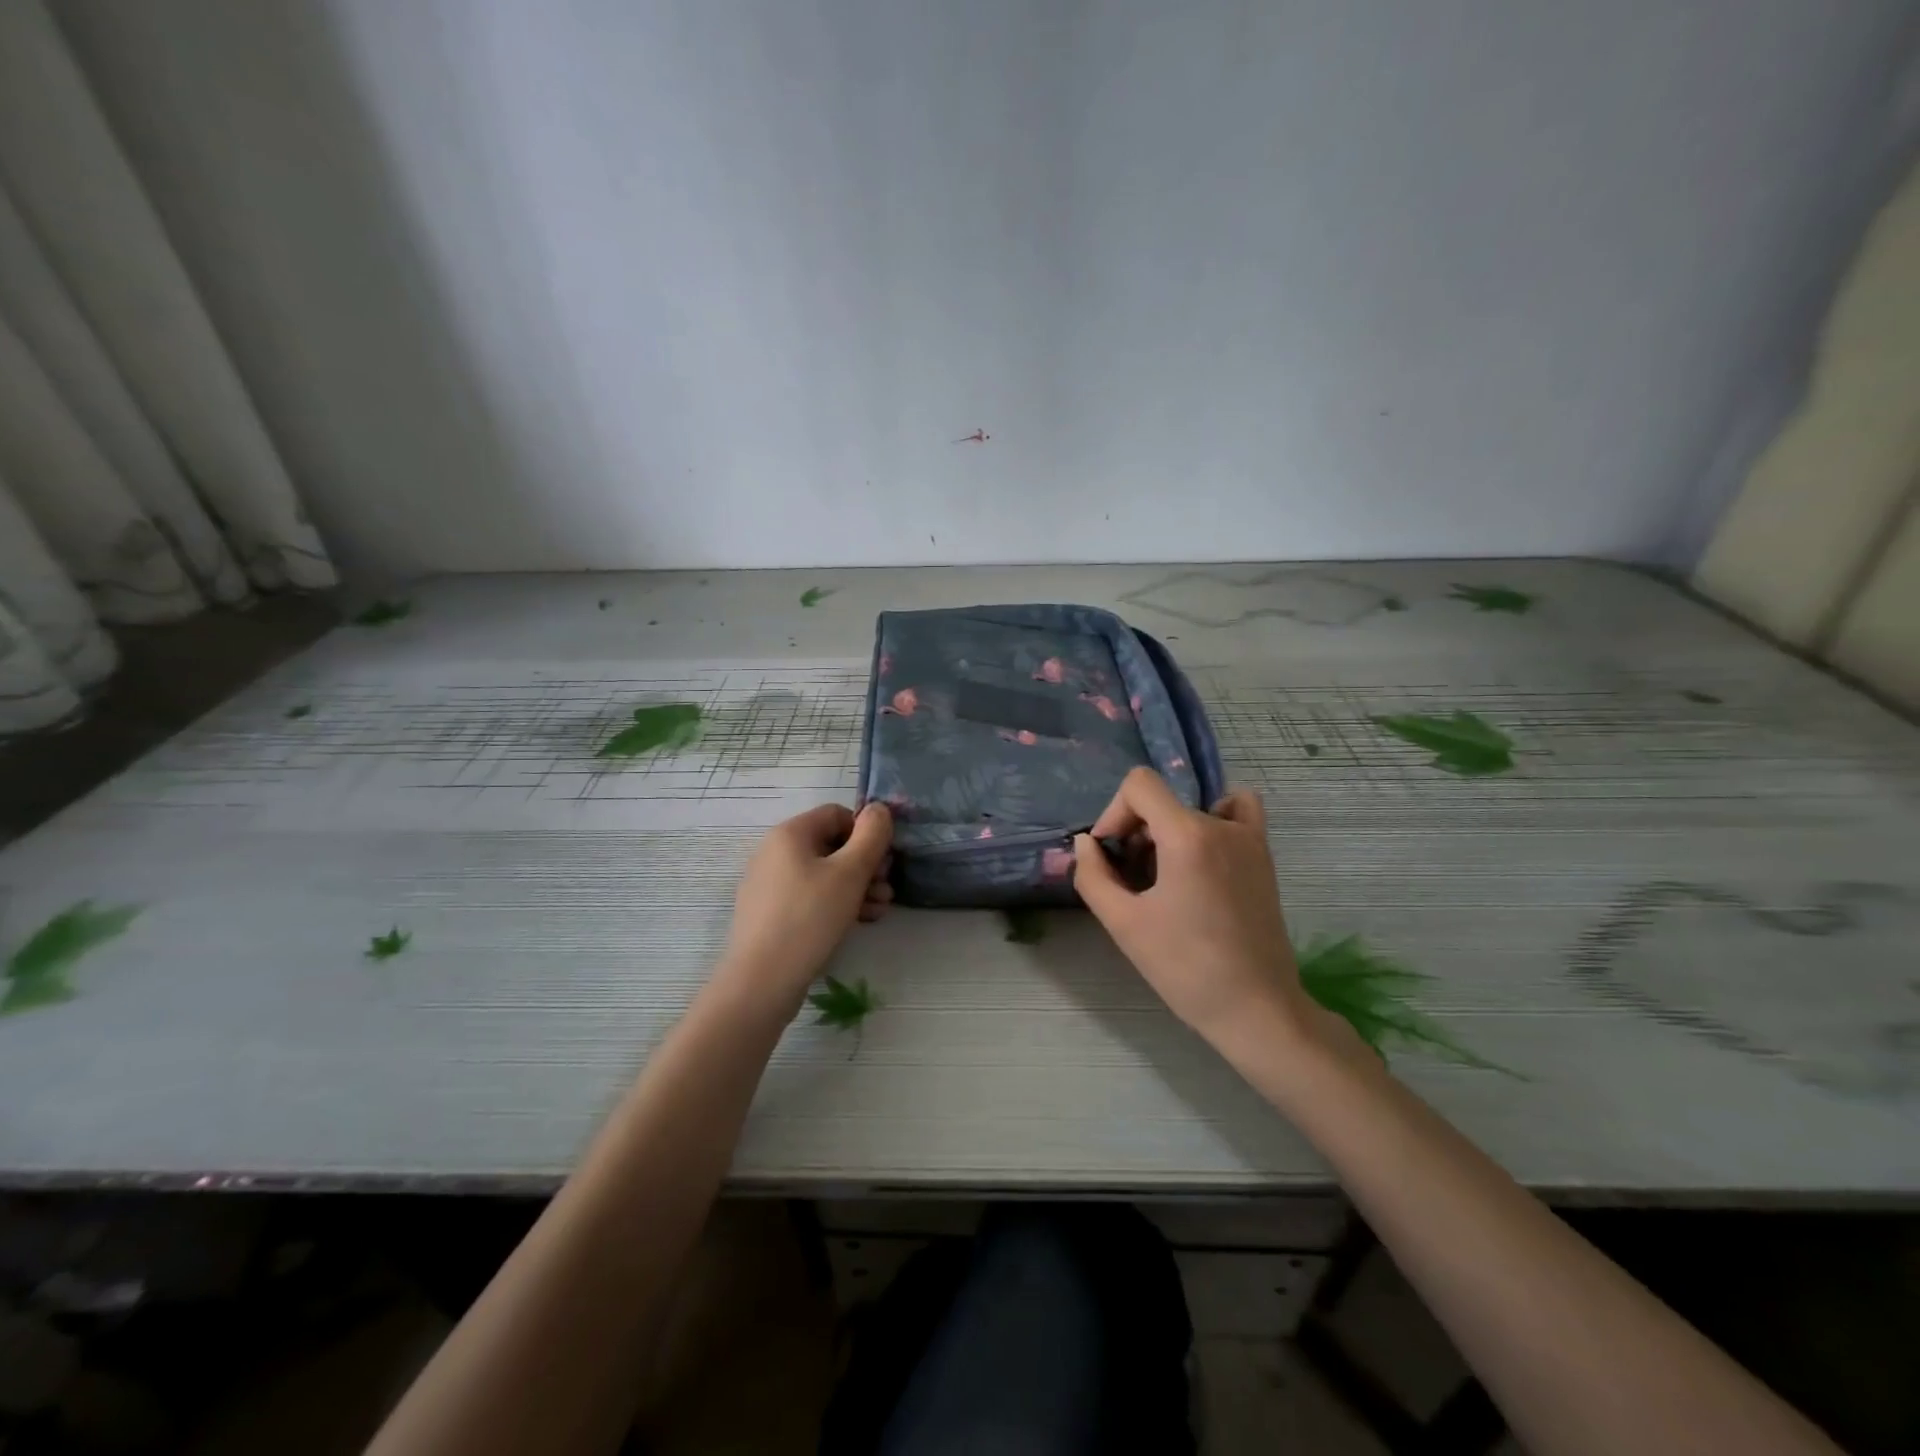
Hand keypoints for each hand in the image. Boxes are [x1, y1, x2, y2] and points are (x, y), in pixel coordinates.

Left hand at [718, 802, 892, 1011]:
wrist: (762, 981)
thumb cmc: (810, 917)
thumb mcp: (850, 873)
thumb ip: (872, 836)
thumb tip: (879, 809)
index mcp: (790, 834)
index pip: (837, 814)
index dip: (866, 832)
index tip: (884, 859)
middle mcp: (775, 852)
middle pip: (832, 846)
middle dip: (866, 865)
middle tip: (887, 888)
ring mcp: (770, 884)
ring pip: (824, 875)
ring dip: (857, 887)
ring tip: (879, 910)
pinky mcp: (771, 914)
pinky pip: (810, 897)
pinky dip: (836, 903)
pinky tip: (859, 922)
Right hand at [1073, 769, 1321, 1052]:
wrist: (1254, 1008)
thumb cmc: (1184, 968)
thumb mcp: (1123, 923)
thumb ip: (1093, 875)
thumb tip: (1086, 843)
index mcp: (1188, 836)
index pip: (1139, 785)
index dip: (1114, 814)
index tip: (1111, 857)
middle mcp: (1221, 825)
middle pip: (1162, 802)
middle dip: (1136, 833)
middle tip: (1132, 882)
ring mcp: (1249, 838)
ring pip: (1191, 810)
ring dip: (1167, 832)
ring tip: (1164, 876)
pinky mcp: (1263, 856)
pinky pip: (1237, 812)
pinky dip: (1214, 819)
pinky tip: (1201, 853)